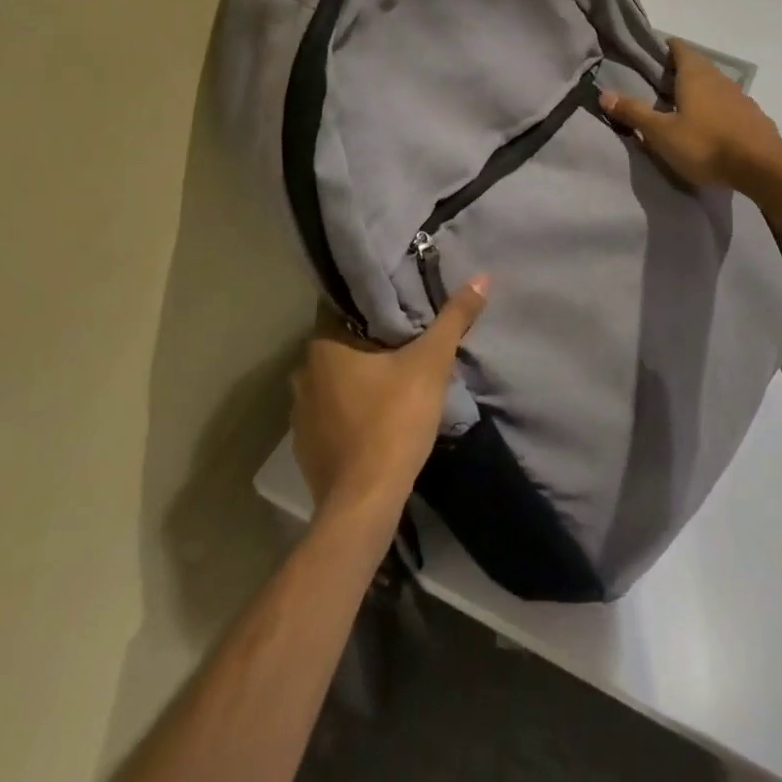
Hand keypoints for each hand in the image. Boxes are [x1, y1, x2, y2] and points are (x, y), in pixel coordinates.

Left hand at [290, 276, 488, 513]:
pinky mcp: (307, 445)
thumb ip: (454, 318)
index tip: (401, 296)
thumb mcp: (432, 363)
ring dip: (362, 372)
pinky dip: (353, 405)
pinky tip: (379, 411)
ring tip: (398, 369)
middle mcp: (304, 372)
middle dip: (373, 336)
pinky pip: (332, 409)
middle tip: (409, 331)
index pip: (344, 303)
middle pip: (342, 340)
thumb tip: (481, 277)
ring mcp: (301, 412)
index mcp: (324, 345)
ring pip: (336, 376)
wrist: (365, 503)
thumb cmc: (394, 420)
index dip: (373, 298)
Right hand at [600, 39, 781, 190]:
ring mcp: (740, 96)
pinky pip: (728, 105)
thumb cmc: (705, 143)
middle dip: (679, 72)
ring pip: (714, 86)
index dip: (664, 49)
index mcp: (695, 74)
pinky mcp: (753, 116)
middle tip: (658, 86)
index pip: (679, 48)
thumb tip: (604, 94)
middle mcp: (719, 77)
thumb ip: (634, 112)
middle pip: (697, 66)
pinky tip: (709, 127)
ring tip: (681, 108)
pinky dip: (715, 110)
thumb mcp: (661, 132)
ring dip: (699, 92)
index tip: (650, 58)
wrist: (761, 166)